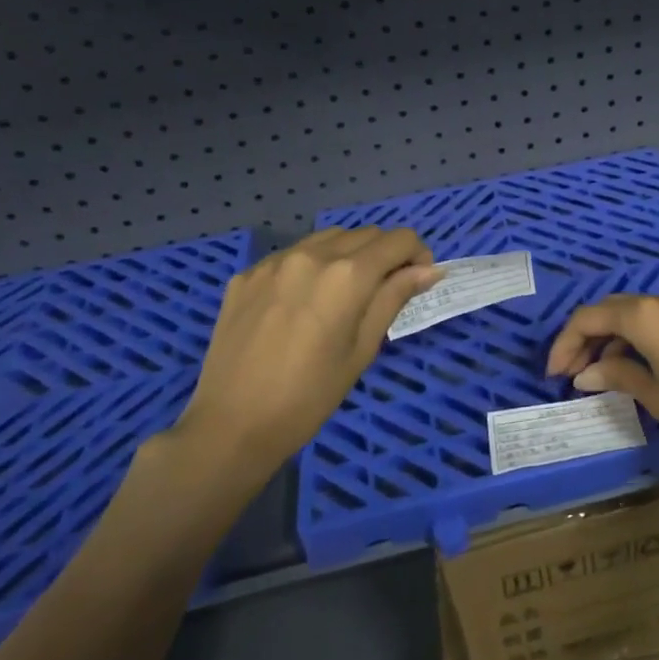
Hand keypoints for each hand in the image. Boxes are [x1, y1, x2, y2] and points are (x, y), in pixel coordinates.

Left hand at [172, 228, 439, 473]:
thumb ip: (394, 299)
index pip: (398, 240)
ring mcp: (275, 262)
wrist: (230, 426)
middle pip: (366, 234)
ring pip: (328, 238)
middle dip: (386, 253)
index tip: (417, 280)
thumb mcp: (362, 349)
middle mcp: (312, 255)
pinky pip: (292, 255)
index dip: (417, 255)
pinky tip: (304, 301)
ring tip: (345, 292)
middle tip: (386, 288)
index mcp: (348, 275)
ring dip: (349, 253)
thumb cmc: (309, 396)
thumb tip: (428, 270)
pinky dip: (312, 265)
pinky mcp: (247, 274)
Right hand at [545, 293, 658, 479]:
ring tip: (602, 375)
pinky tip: (638, 367)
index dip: (566, 342)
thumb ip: (617, 376)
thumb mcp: (657, 397)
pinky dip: (642, 340)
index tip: (554, 373)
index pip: (592, 317)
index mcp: (649, 316)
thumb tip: (586, 374)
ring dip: (615, 339)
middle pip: (614, 310)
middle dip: (588, 338)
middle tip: (572, 373)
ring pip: (639, 315)